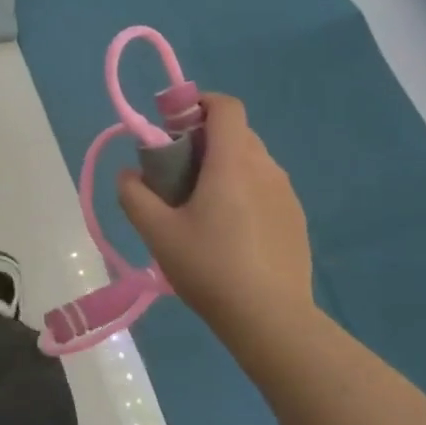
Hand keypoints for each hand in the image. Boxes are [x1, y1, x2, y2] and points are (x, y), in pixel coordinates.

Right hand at [118, 93, 314, 340]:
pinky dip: (244, 192)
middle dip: (203, 140)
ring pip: (251, 161)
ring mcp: (286, 194)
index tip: (173, 127)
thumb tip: (129, 175)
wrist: (271, 320)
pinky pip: (265, 188)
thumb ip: (134, 195)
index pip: (225, 106)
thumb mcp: (157, 232)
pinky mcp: (296, 219)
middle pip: (235, 133)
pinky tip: (229, 234)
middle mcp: (266, 168)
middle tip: (176, 175)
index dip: (198, 104)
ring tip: (201, 208)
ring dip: (224, 168)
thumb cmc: (209, 267)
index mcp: (233, 162)